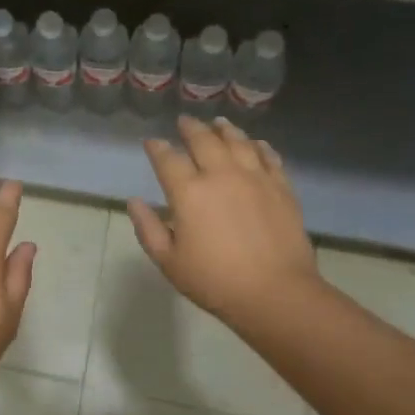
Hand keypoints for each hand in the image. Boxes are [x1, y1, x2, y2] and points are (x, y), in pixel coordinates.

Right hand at [129, 115, 324, 333]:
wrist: (276, 293)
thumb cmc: (215, 281)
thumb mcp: (169, 262)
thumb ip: (148, 228)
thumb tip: (134, 201)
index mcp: (189, 192)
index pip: (168, 159)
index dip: (157, 148)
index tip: (152, 142)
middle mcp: (221, 175)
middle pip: (204, 140)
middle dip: (191, 128)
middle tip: (184, 121)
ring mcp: (255, 177)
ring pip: (238, 141)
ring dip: (225, 129)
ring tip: (218, 122)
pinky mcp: (281, 187)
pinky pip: (269, 157)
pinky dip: (259, 146)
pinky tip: (255, 143)